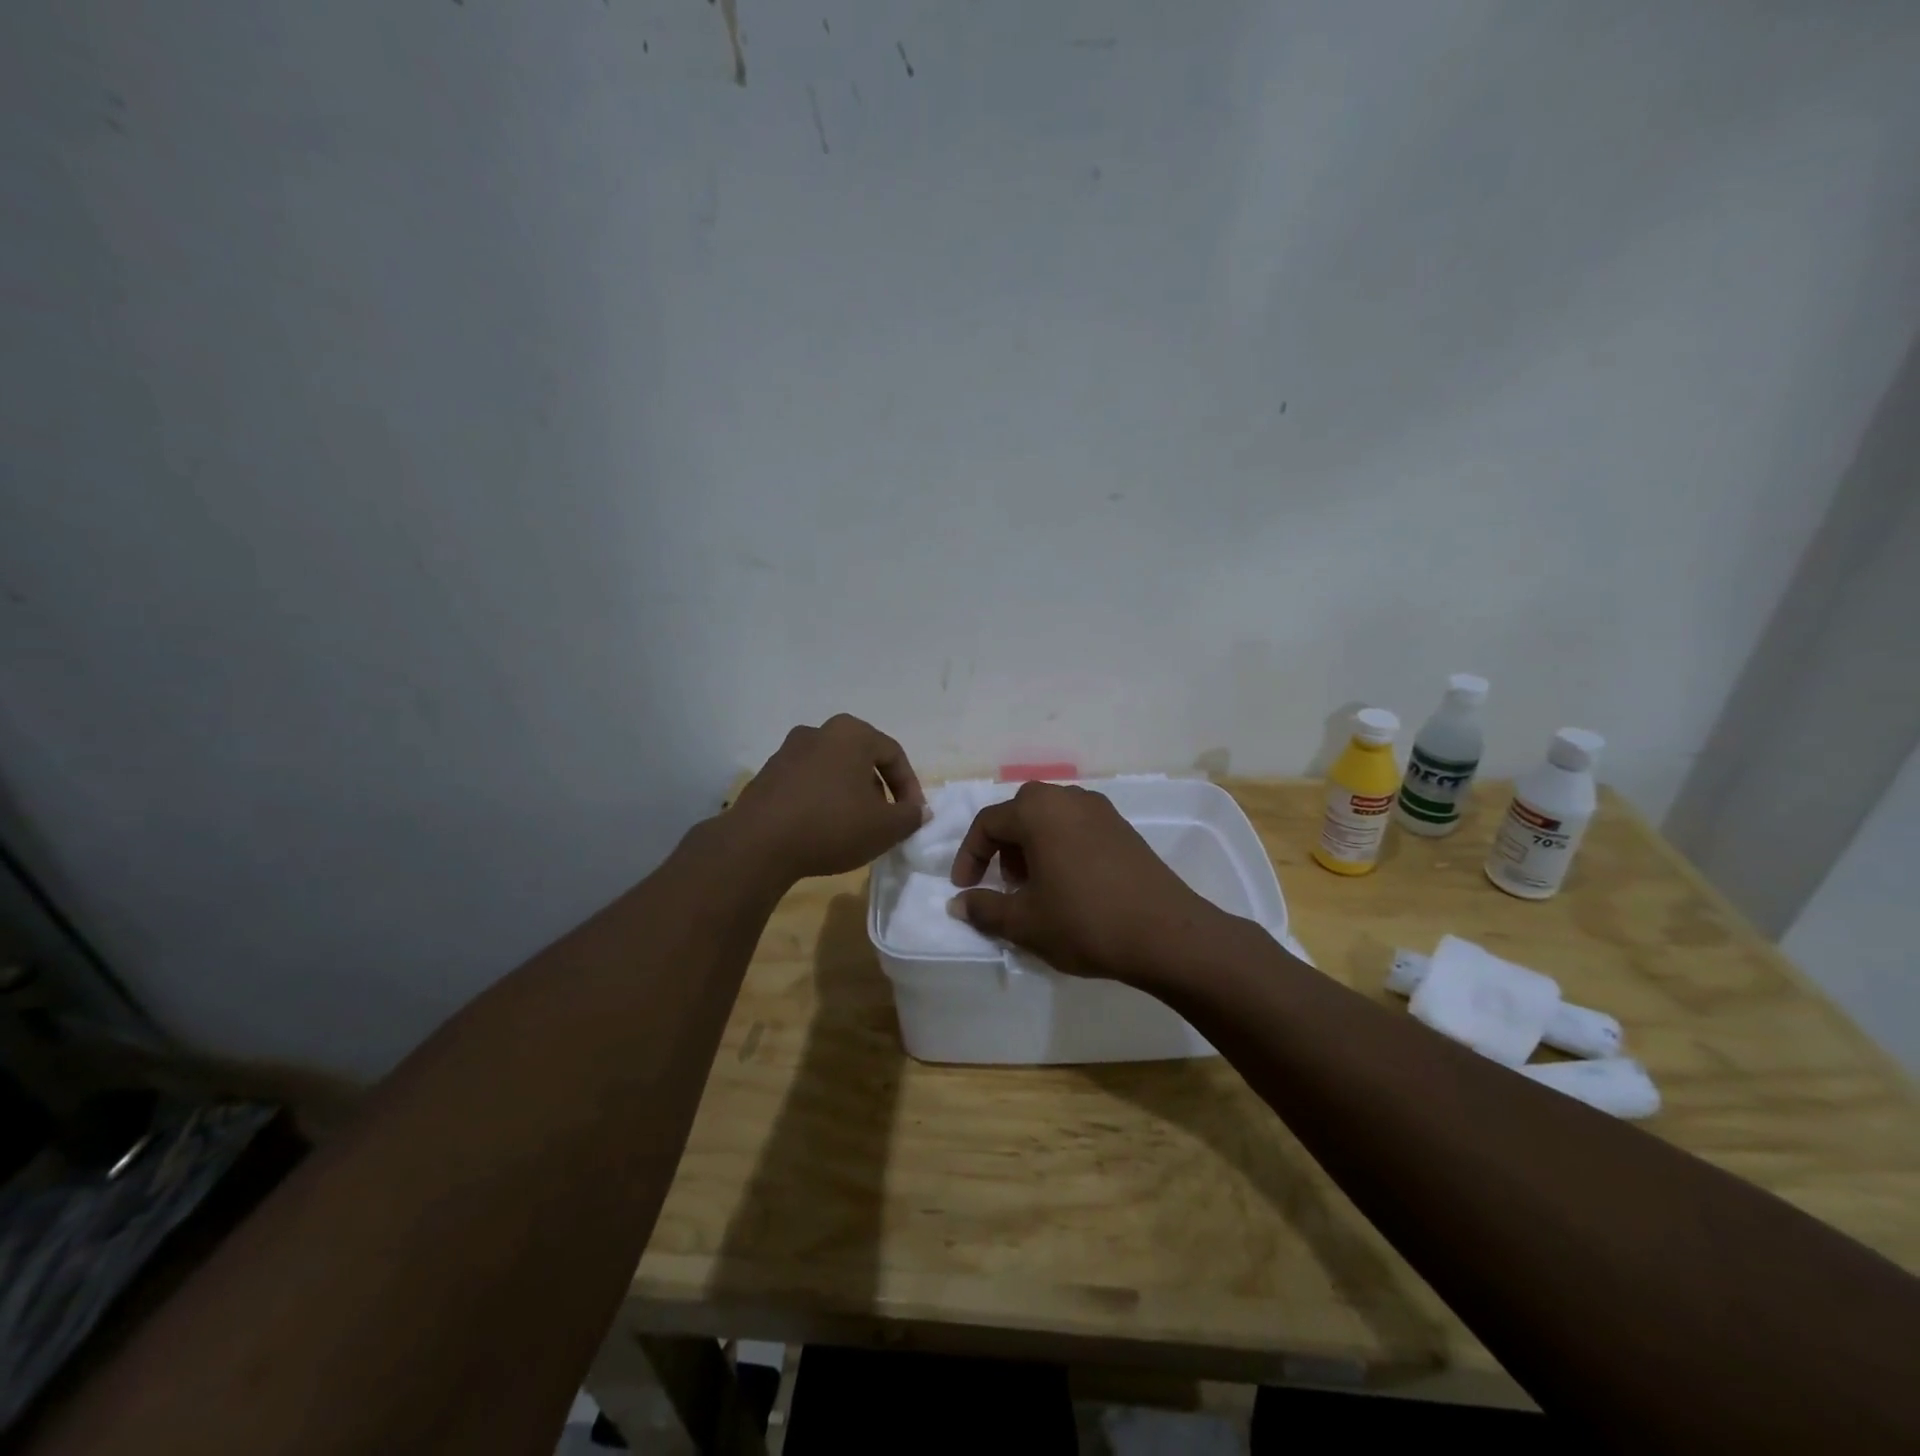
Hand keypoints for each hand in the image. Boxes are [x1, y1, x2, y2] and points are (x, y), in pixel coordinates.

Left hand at [727, 715, 927, 882]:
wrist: (758, 844)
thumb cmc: (832, 825)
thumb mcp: (885, 827)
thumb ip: (910, 816)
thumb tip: (918, 811)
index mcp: (851, 733)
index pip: (894, 755)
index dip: (910, 788)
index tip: (913, 816)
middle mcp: (819, 732)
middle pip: (862, 760)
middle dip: (879, 790)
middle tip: (885, 821)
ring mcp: (788, 751)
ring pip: (833, 771)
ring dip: (850, 796)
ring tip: (854, 828)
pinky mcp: (767, 775)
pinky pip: (807, 784)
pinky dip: (822, 801)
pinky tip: (822, 830)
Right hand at [948, 782, 1227, 984]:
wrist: (1167, 934)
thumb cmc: (1084, 921)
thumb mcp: (1025, 922)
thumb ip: (984, 908)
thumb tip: (958, 904)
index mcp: (1038, 810)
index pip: (988, 823)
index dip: (969, 856)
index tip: (964, 889)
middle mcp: (1068, 798)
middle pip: (1020, 813)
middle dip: (1002, 848)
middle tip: (1004, 884)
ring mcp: (1100, 810)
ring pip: (1050, 818)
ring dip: (1031, 847)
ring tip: (1035, 888)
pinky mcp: (1123, 828)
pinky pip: (1077, 827)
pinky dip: (1060, 847)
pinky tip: (1069, 885)